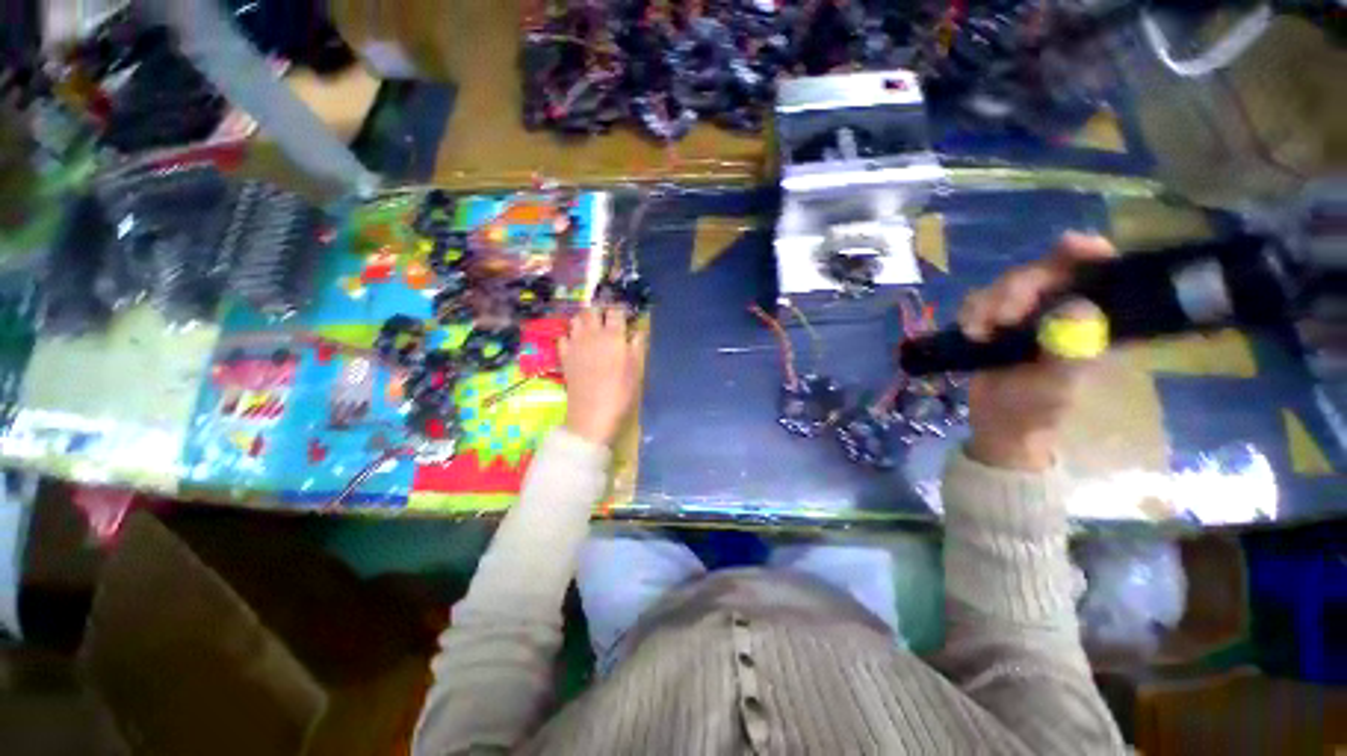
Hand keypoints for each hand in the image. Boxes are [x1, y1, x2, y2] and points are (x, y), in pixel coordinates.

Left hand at [559, 307, 646, 445]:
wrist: (592, 414)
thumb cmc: (621, 392)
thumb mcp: (637, 369)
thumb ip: (637, 346)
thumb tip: (638, 331)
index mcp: (613, 335)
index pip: (615, 311)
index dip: (621, 310)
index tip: (626, 315)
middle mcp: (592, 334)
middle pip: (592, 310)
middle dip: (600, 310)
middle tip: (608, 319)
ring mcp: (575, 344)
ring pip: (575, 319)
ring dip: (584, 319)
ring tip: (593, 328)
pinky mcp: (563, 356)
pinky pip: (563, 337)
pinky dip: (570, 335)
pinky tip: (577, 343)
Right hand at [957, 232, 1115, 470]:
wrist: (999, 424)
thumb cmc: (1037, 410)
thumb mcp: (1058, 386)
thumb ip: (1071, 351)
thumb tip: (1076, 307)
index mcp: (1092, 322)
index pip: (1098, 274)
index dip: (1086, 253)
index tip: (1067, 245)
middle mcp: (1060, 310)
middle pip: (1044, 272)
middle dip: (1019, 287)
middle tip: (1001, 315)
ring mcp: (1026, 316)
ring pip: (1008, 284)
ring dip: (989, 303)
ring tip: (979, 331)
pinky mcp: (995, 322)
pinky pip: (980, 301)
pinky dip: (972, 312)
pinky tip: (971, 332)